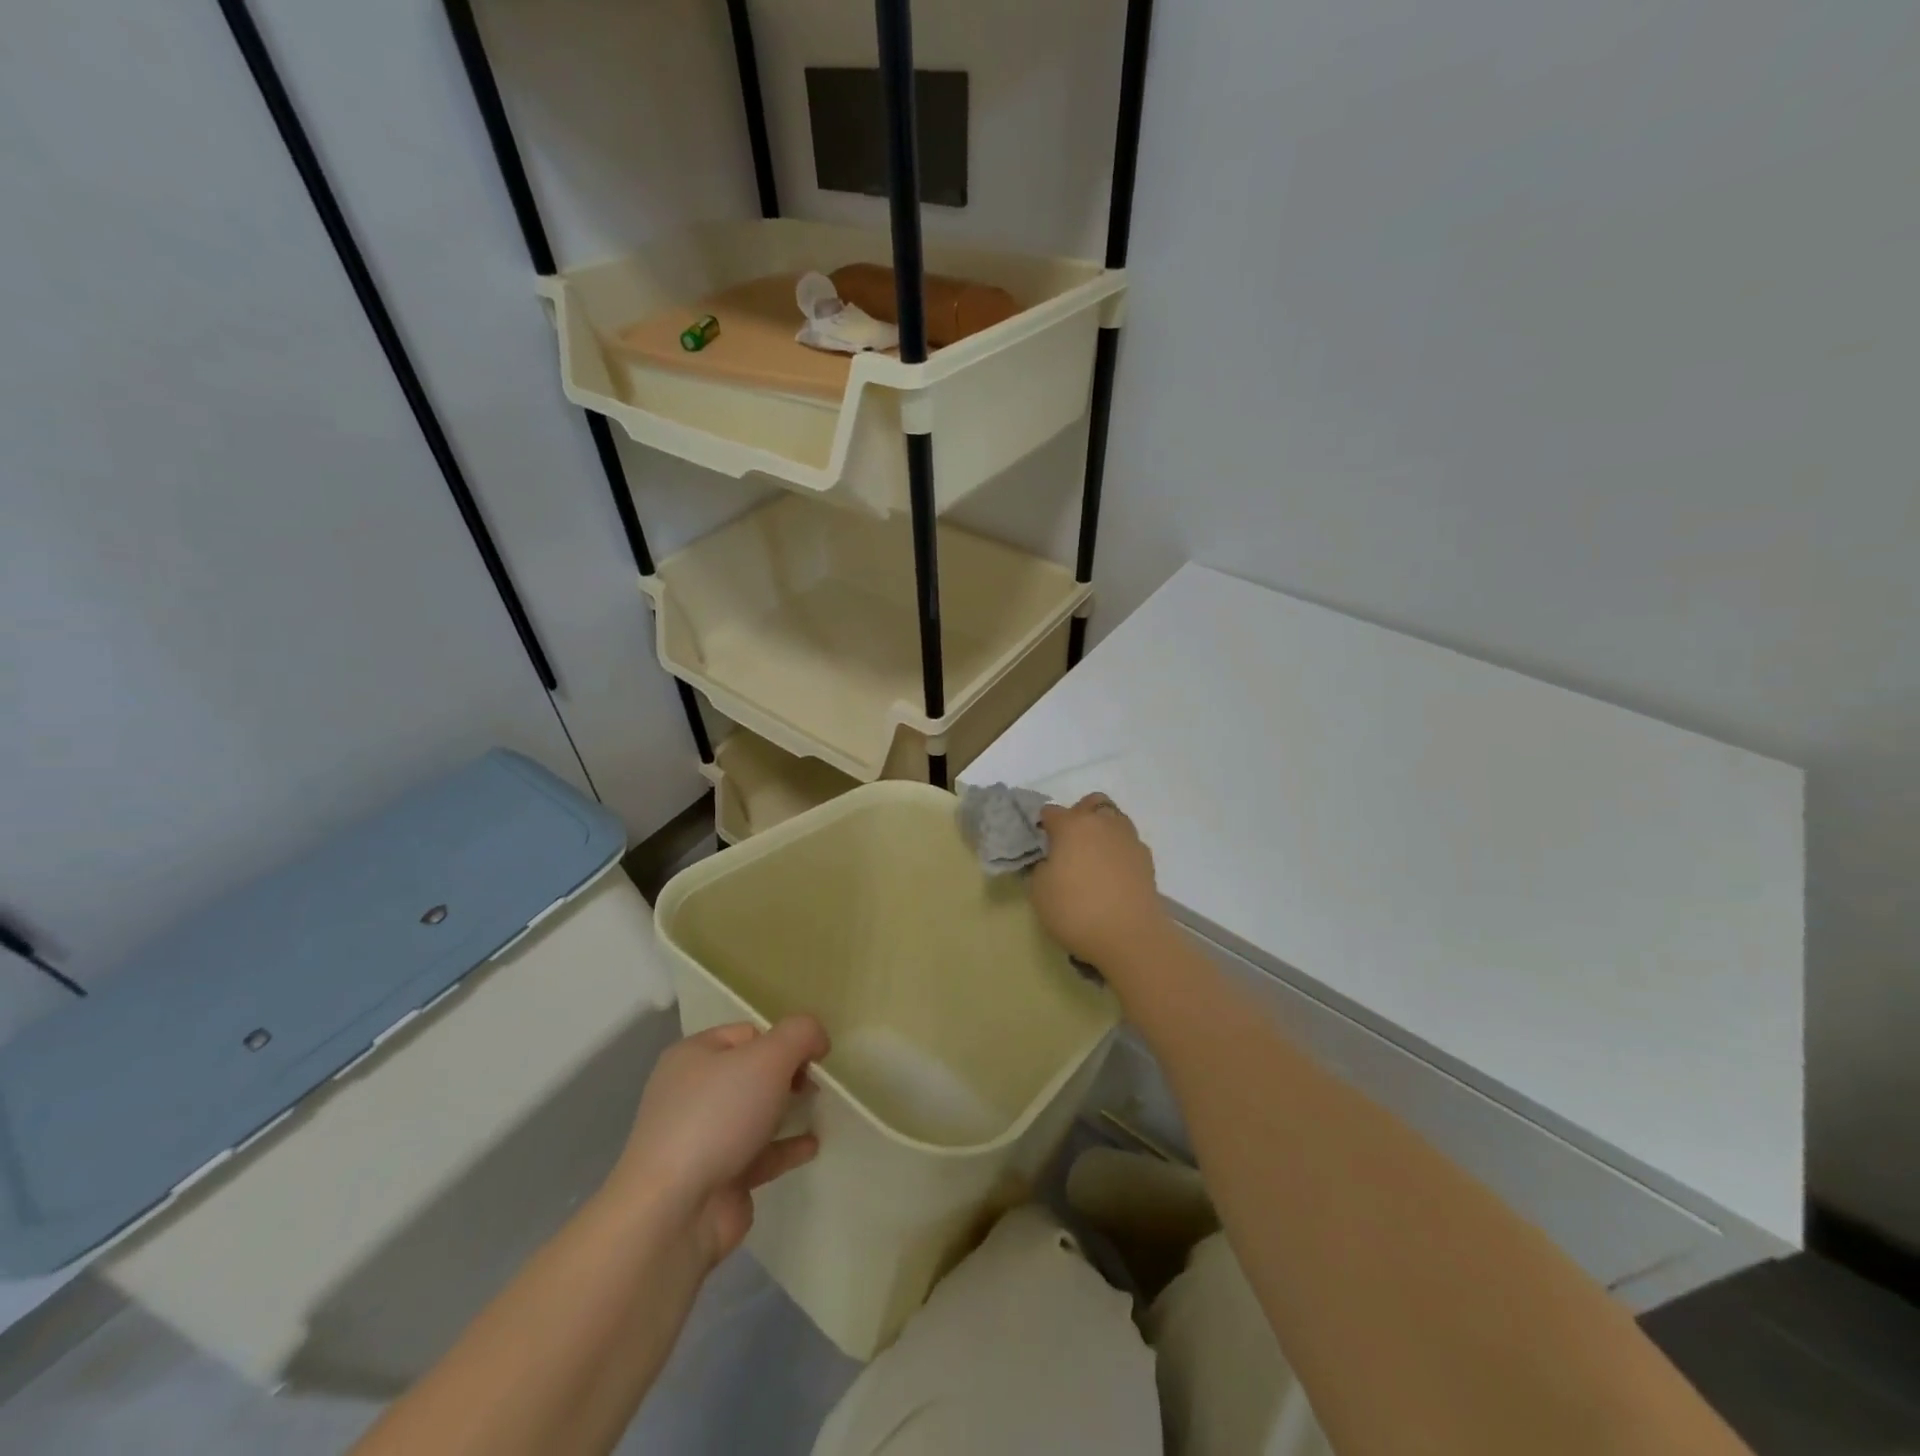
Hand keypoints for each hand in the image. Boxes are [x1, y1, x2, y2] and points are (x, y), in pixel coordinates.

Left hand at [607, 1016, 829, 1267]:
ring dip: (788, 1109)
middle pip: (752, 1072)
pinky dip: (785, 1146)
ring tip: (820, 1108)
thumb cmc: (718, 1117)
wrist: (675, 1212)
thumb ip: (800, 1034)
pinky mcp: (717, 1178)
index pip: (748, 1034)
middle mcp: (693, 1092)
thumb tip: (817, 1039)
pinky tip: (812, 1145)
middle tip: (816, 1084)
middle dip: (788, 1074)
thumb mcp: (768, 1058)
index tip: (813, 1056)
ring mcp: (702, 1138)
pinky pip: (759, 1153)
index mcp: (693, 1055)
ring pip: (755, 1113)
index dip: (784, 1039)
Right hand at [1032, 794, 1168, 976]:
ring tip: (1093, 856)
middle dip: (1079, 815)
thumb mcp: (1039, 891)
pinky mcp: (1147, 859)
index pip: (1052, 812)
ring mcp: (1128, 839)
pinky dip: (1118, 851)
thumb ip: (1042, 867)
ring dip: (1102, 829)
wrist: (1130, 936)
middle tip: (1069, 842)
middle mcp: (1102, 824)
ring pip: (1114, 819)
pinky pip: (1128, 843)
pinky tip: (1112, 873)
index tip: (1041, 843)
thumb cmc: (1075, 910)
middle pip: (1091, 803)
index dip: (1043, 825)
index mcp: (1072, 825)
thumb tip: (1052, 861)